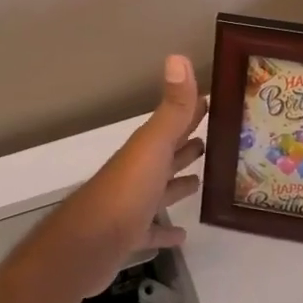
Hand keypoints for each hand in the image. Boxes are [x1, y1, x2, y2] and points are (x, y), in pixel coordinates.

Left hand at [38, 55, 206, 292]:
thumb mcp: (153, 146)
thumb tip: (178, 56)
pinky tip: (182, 234)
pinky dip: (165, 229)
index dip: (192, 111)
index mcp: (145, 149)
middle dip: (187, 145)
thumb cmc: (126, 193)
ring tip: (199, 180)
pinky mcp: (128, 236)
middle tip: (214, 138)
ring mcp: (132, 205)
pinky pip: (152, 228)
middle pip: (167, 154)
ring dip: (177, 183)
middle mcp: (138, 172)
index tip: (214, 100)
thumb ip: (172, 108)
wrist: (87, 245)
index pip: (173, 122)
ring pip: (159, 189)